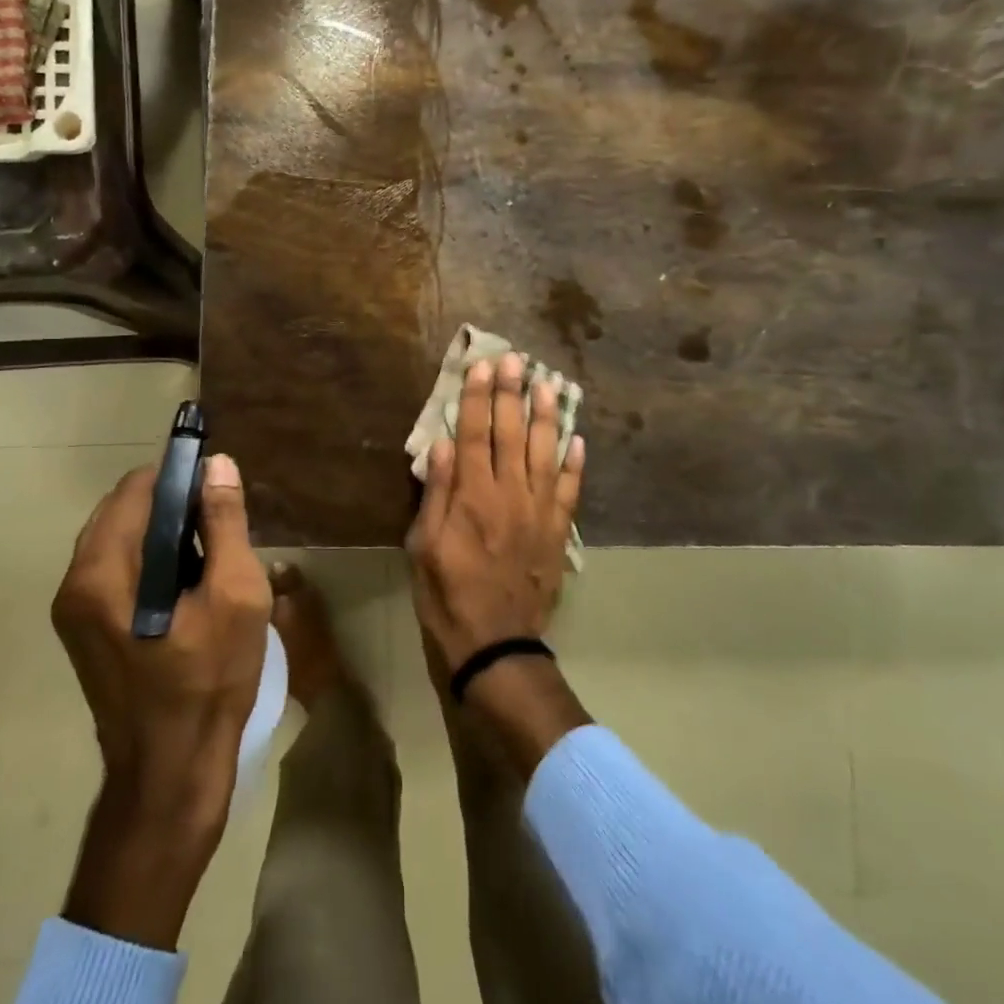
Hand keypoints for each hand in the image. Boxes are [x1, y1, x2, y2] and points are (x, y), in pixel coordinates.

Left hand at [52, 454, 271, 948]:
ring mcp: (75, 610)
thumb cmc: (209, 682)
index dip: (180, 476)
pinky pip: (118, 570)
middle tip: (221, 528)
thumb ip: (225, 523)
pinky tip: (188, 586)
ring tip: (210, 556)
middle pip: (124, 510)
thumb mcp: (235, 596)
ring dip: (164, 533)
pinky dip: (152, 560)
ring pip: (122, 539)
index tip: (219, 489)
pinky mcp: (85, 631)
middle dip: (174, 506)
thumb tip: (217, 465)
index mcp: (102, 571)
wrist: (171, 775)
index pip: (137, 488)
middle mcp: (76, 583)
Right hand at [406, 353, 584, 671]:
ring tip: (548, 384)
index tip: (481, 366)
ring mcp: (539, 512)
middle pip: (511, 433)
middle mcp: (509, 494)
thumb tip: (442, 445)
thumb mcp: (423, 546)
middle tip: (515, 359)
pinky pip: (570, 491)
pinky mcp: (557, 531)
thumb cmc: (447, 594)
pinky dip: (576, 465)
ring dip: (547, 417)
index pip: (474, 433)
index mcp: (472, 496)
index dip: (476, 397)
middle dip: (511, 393)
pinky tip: (579, 440)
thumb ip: (436, 494)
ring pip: (545, 453)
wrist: (496, 643)